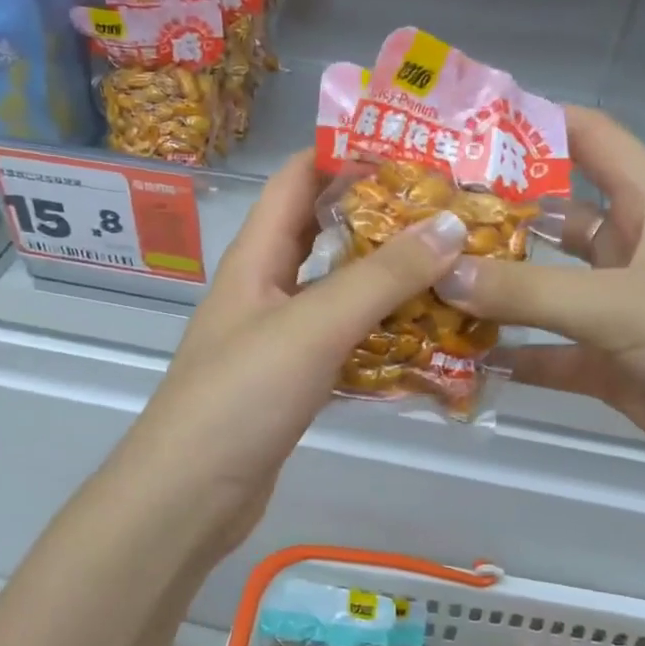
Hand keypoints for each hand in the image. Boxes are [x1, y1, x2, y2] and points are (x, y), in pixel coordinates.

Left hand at [122, 150, 468, 550]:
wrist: (189, 497)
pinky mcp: (293, 382)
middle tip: (451, 211)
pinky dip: (382, 336)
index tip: (413, 148)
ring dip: (389, 280)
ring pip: (339, 292)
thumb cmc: (241, 397)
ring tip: (454, 269)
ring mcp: (278, 338)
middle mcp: (265, 288)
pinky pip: (344, 343)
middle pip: (324, 234)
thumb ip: (381, 278)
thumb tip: (450, 225)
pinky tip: (429, 341)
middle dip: (382, 218)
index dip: (346, 154)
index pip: (297, 179)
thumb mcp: (313, 327)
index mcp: (255, 257)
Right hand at [435, 107, 644, 505]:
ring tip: (427, 282)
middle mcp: (630, 253)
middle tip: (425, 214)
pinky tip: (459, 357)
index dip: (541, 122)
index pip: (593, 140)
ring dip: (495, 291)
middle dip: (498, 216)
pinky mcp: (610, 367)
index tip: (472, 124)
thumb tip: (443, 274)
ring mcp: (618, 313)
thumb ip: (532, 292)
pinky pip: (548, 355)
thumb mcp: (625, 303)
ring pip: (543, 292)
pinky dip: (510, 357)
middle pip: (554, 220)